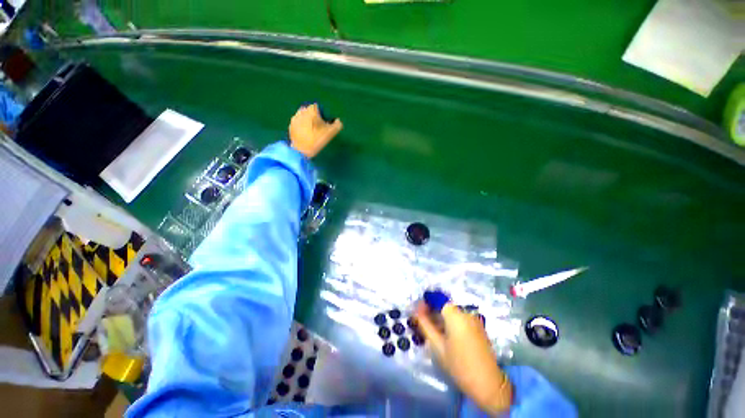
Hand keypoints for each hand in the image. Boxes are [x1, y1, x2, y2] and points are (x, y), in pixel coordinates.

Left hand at [289, 104, 342, 157]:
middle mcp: (302, 111)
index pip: (318, 107)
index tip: (324, 122)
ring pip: (303, 116)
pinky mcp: (291, 126)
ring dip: (307, 121)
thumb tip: (338, 121)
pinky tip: (305, 135)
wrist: (301, 150)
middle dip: (314, 116)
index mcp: (311, 110)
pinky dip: (302, 126)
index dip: (322, 114)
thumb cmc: (317, 140)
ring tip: (312, 131)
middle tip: (318, 127)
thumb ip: (337, 125)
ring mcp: (295, 118)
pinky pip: (298, 123)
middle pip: (310, 111)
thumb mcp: (331, 133)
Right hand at [415, 302, 512, 415]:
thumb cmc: (459, 364)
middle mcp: (465, 312)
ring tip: (433, 333)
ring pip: (452, 314)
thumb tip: (416, 311)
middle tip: (423, 325)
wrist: (488, 384)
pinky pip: (461, 320)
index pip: (436, 299)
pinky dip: (451, 324)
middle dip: (433, 313)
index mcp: (455, 314)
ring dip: (441, 319)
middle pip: (444, 307)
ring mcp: (474, 320)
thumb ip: (425, 324)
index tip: (417, 314)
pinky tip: (446, 337)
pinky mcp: (479, 328)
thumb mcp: (437, 345)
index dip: (425, 305)